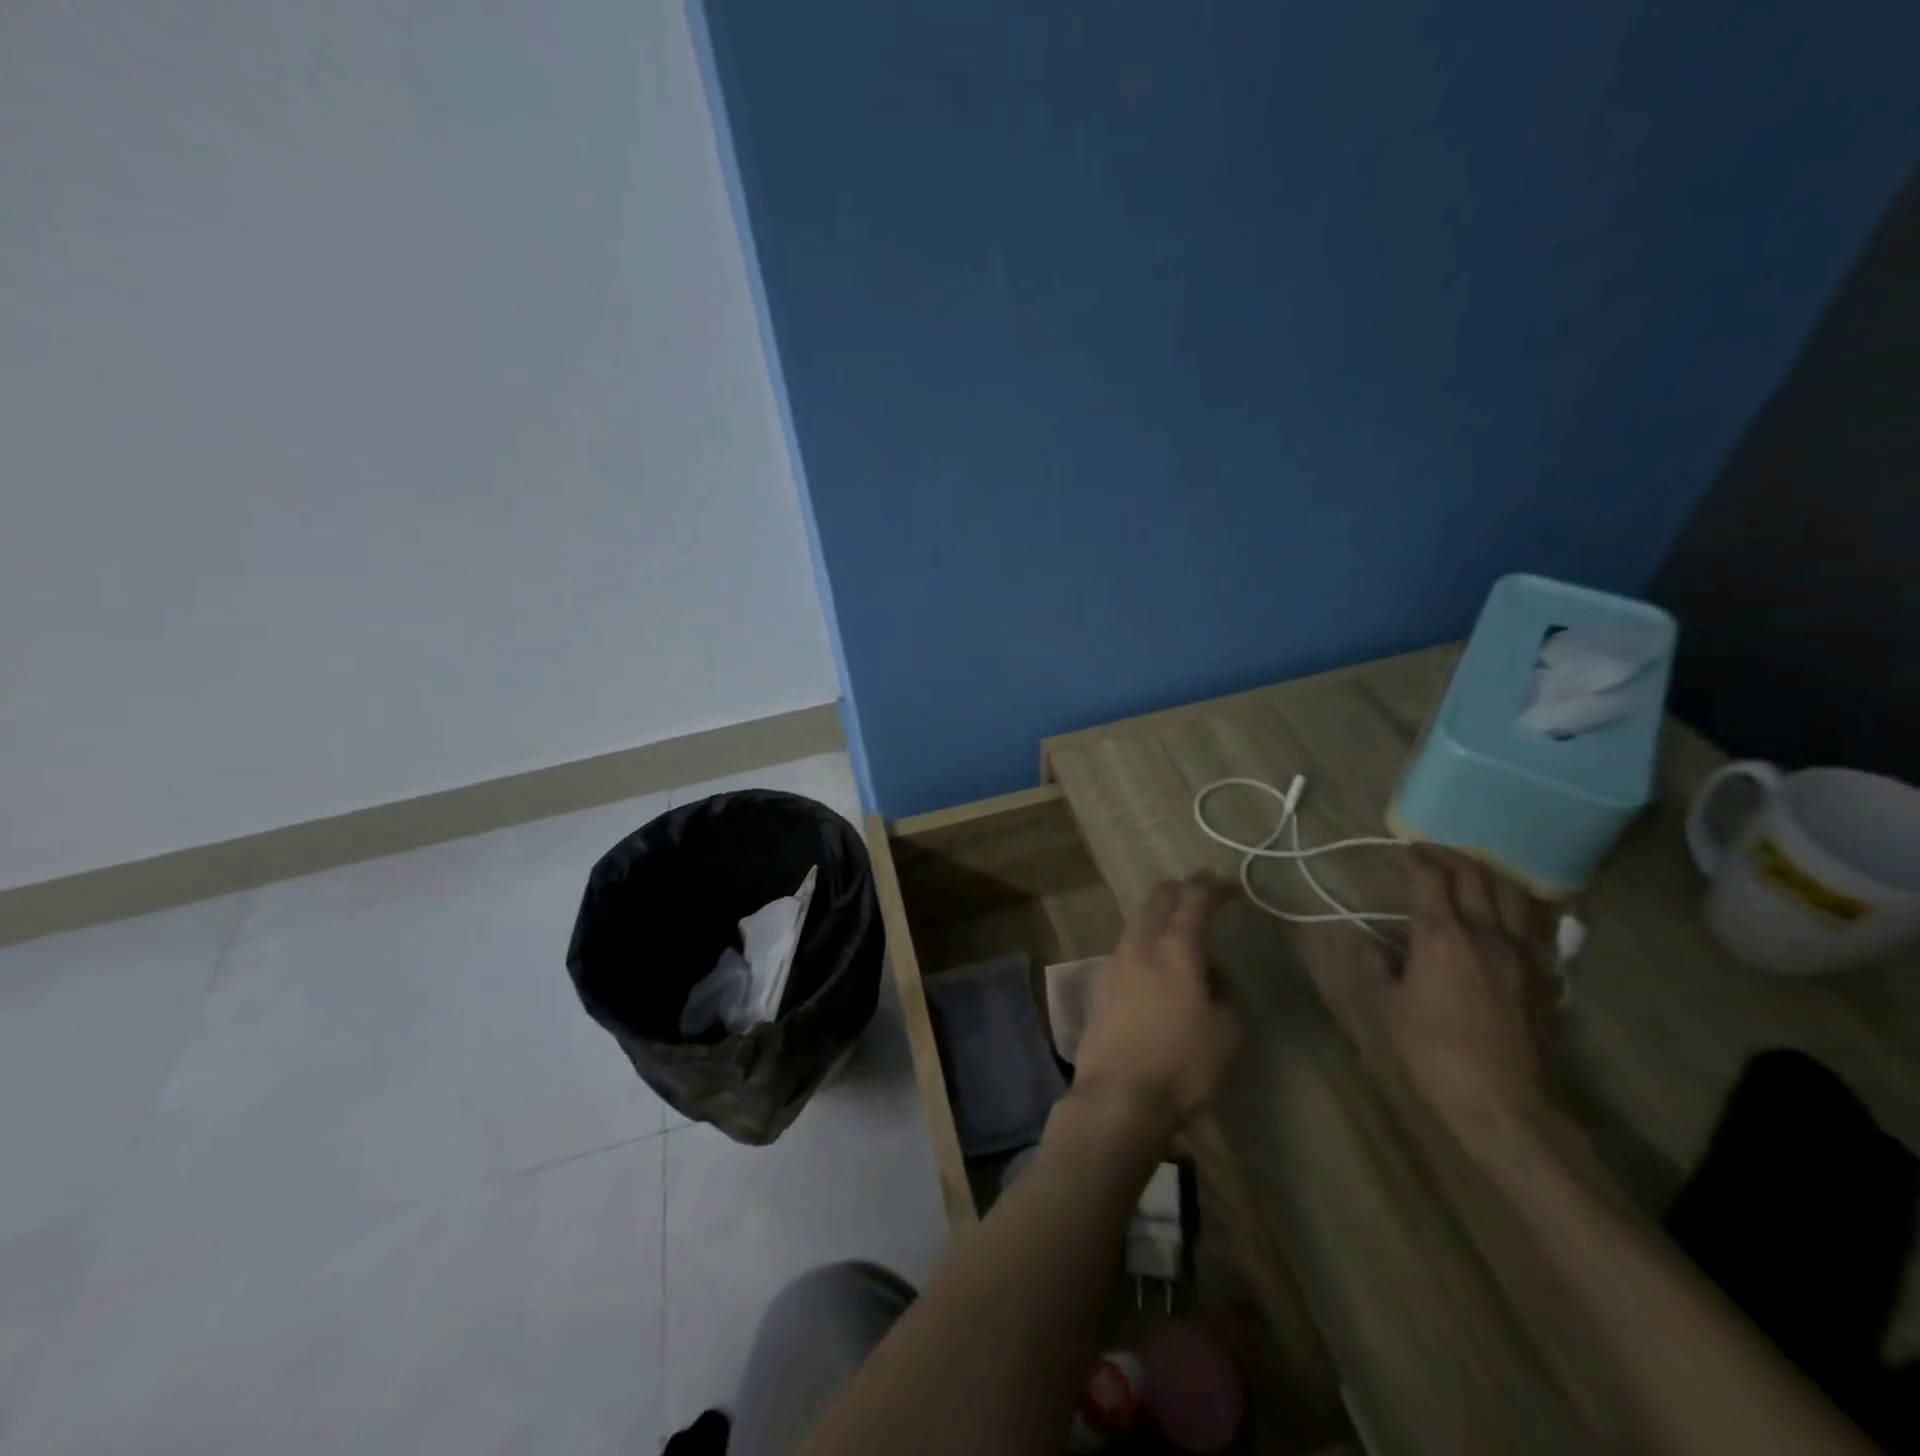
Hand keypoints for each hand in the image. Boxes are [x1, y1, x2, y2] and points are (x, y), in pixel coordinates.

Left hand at [1074, 875, 1240, 1125]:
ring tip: (1182, 929)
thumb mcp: (1226, 1030)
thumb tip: (1209, 973)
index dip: (1214, 887)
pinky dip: (1147, 940)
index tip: (1232, 887)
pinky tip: (1157, 961)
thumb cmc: (1182, 1064)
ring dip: (1161, 915)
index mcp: (1176, 947)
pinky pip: (1129, 946)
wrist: (1118, 1094)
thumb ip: (1223, 990)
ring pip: (1139, 920)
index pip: (1195, 898)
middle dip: (1183, 889)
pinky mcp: (1102, 982)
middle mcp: (1141, 943)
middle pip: (1159, 898)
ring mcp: (1115, 960)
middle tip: (1204, 892)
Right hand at [1359, 852, 1553, 1143]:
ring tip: (1470, 873)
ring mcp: (1522, 953)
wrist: (1506, 1102)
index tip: (1401, 852)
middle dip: (1449, 857)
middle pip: (1473, 876)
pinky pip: (1535, 925)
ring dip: (1487, 874)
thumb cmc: (1435, 1052)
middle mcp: (1485, 933)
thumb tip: (1364, 940)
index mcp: (1442, 936)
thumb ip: (1375, 966)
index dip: (1415, 859)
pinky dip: (1517, 906)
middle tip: (1429, 853)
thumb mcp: (1390, 1007)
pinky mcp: (1545, 975)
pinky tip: (1506, 914)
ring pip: (1512, 893)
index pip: (1430, 879)